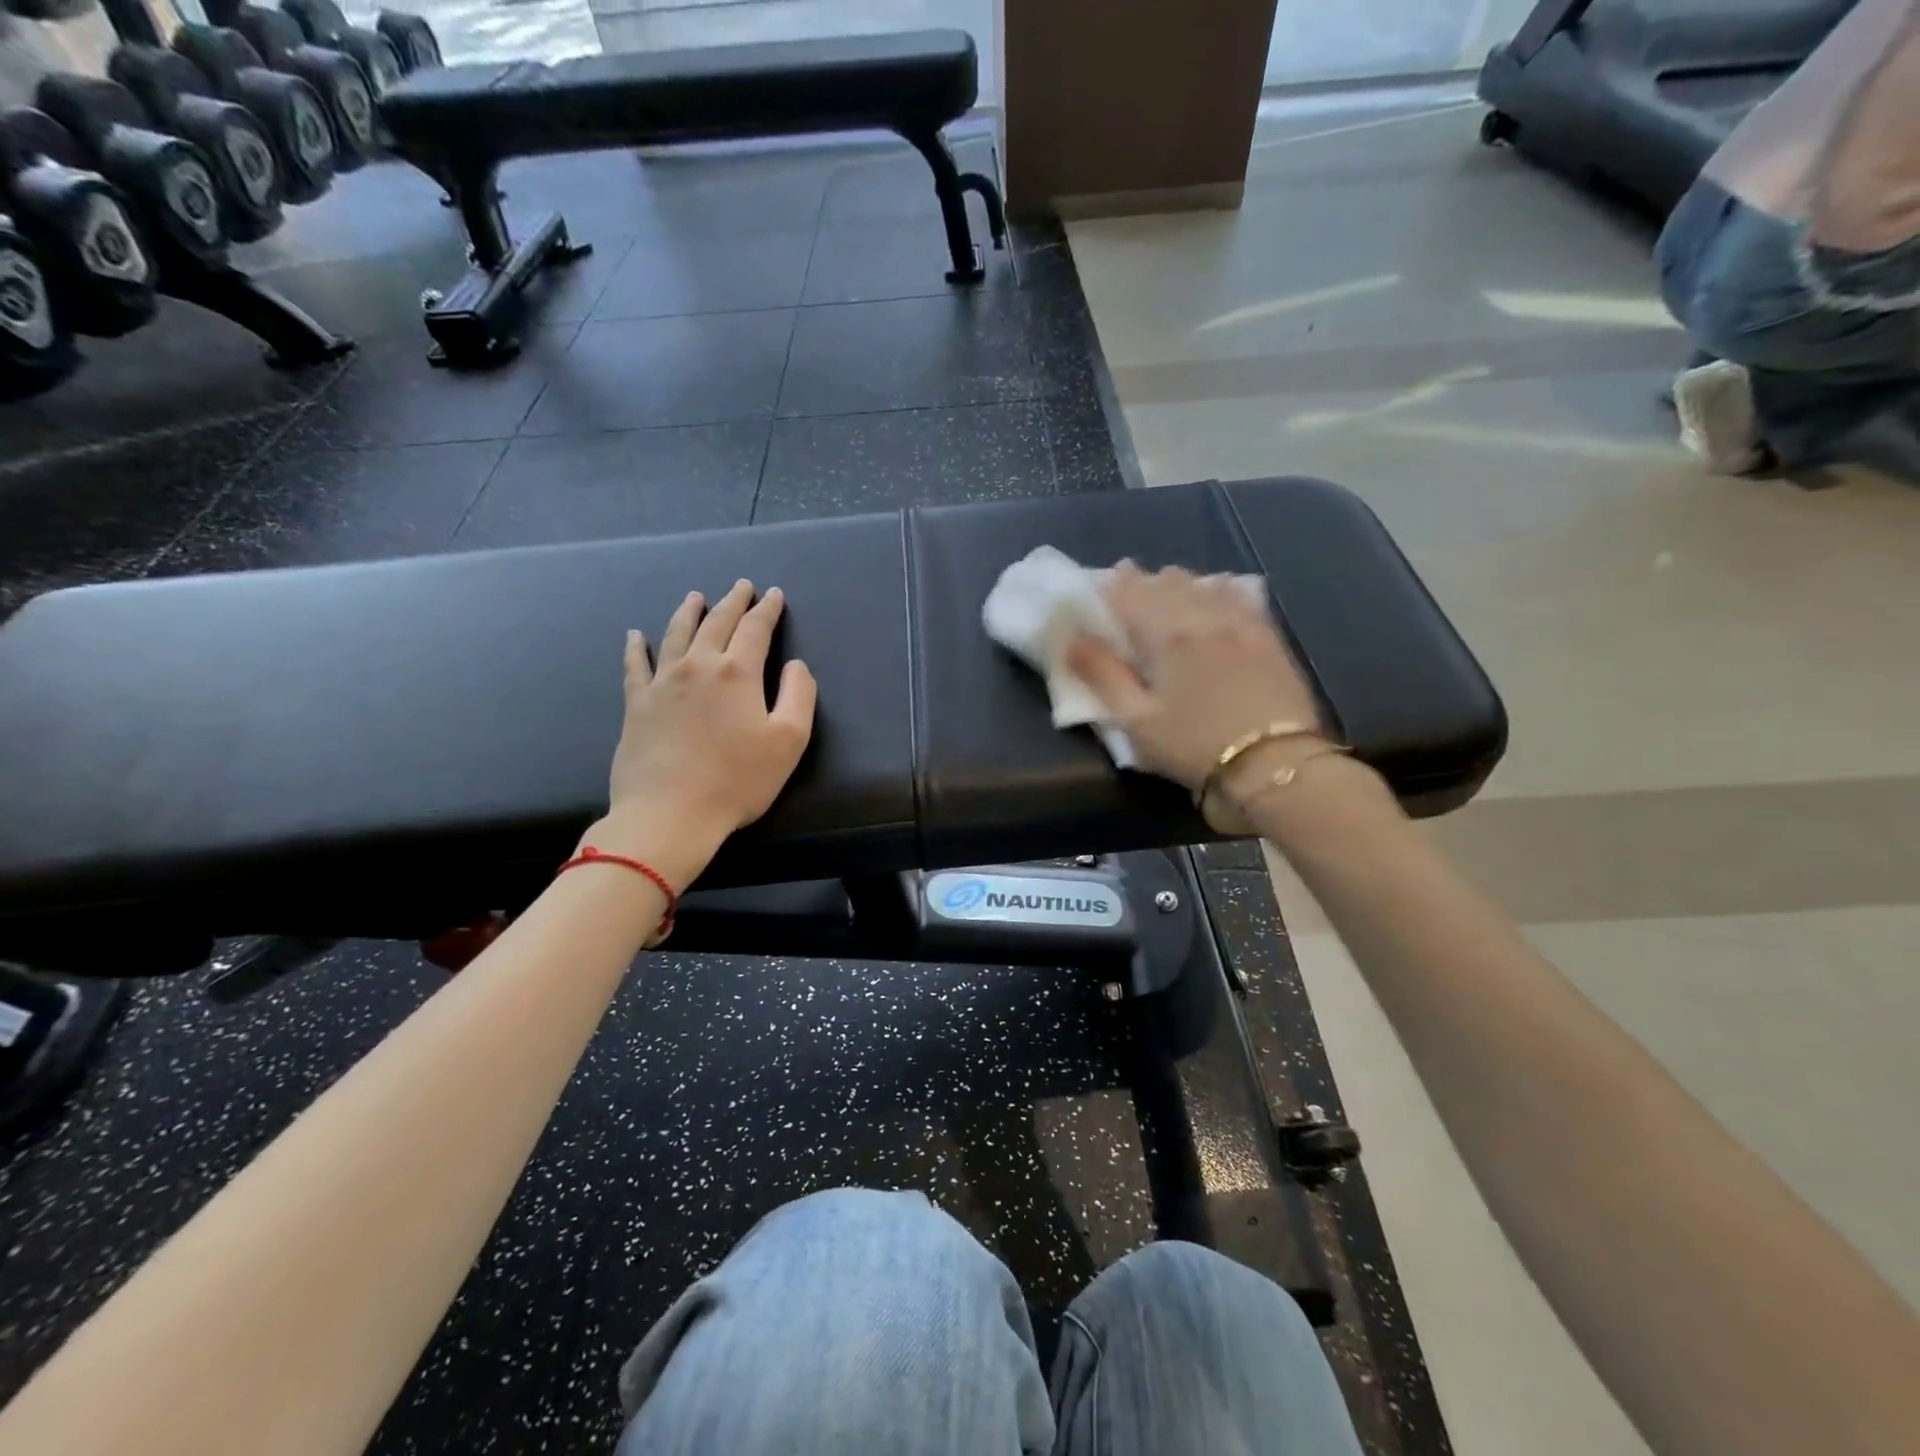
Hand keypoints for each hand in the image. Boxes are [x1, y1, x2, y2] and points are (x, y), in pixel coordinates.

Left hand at [603, 580, 816, 873]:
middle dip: (732, 602)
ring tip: (695, 596)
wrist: (669, 814)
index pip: (755, 629)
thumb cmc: (738, 780)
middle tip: (741, 586)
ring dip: (689, 612)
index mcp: (737, 672)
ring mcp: (662, 682)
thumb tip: (795, 665)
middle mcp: (698, 666)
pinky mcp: (636, 704)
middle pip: (716, 623)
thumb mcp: (789, 741)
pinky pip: (636, 665)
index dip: (767, 610)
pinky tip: (636, 635)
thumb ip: (799, 695)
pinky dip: (637, 647)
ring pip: (676, 634)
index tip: (774, 594)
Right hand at [1066, 564, 1327, 825]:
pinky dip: (1218, 590)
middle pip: (1168, 581)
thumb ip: (1103, 675)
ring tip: (1170, 596)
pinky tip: (1217, 597)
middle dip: (1145, 583)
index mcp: (1165, 634)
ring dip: (1180, 585)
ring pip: (1203, 583)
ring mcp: (1240, 621)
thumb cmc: (1194, 746)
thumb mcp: (1136, 720)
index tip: (1102, 589)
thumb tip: (1073, 639)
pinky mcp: (1268, 635)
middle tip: (1132, 598)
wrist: (1274, 763)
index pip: (1131, 591)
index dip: (1112, 585)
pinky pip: (1240, 595)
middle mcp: (1202, 615)